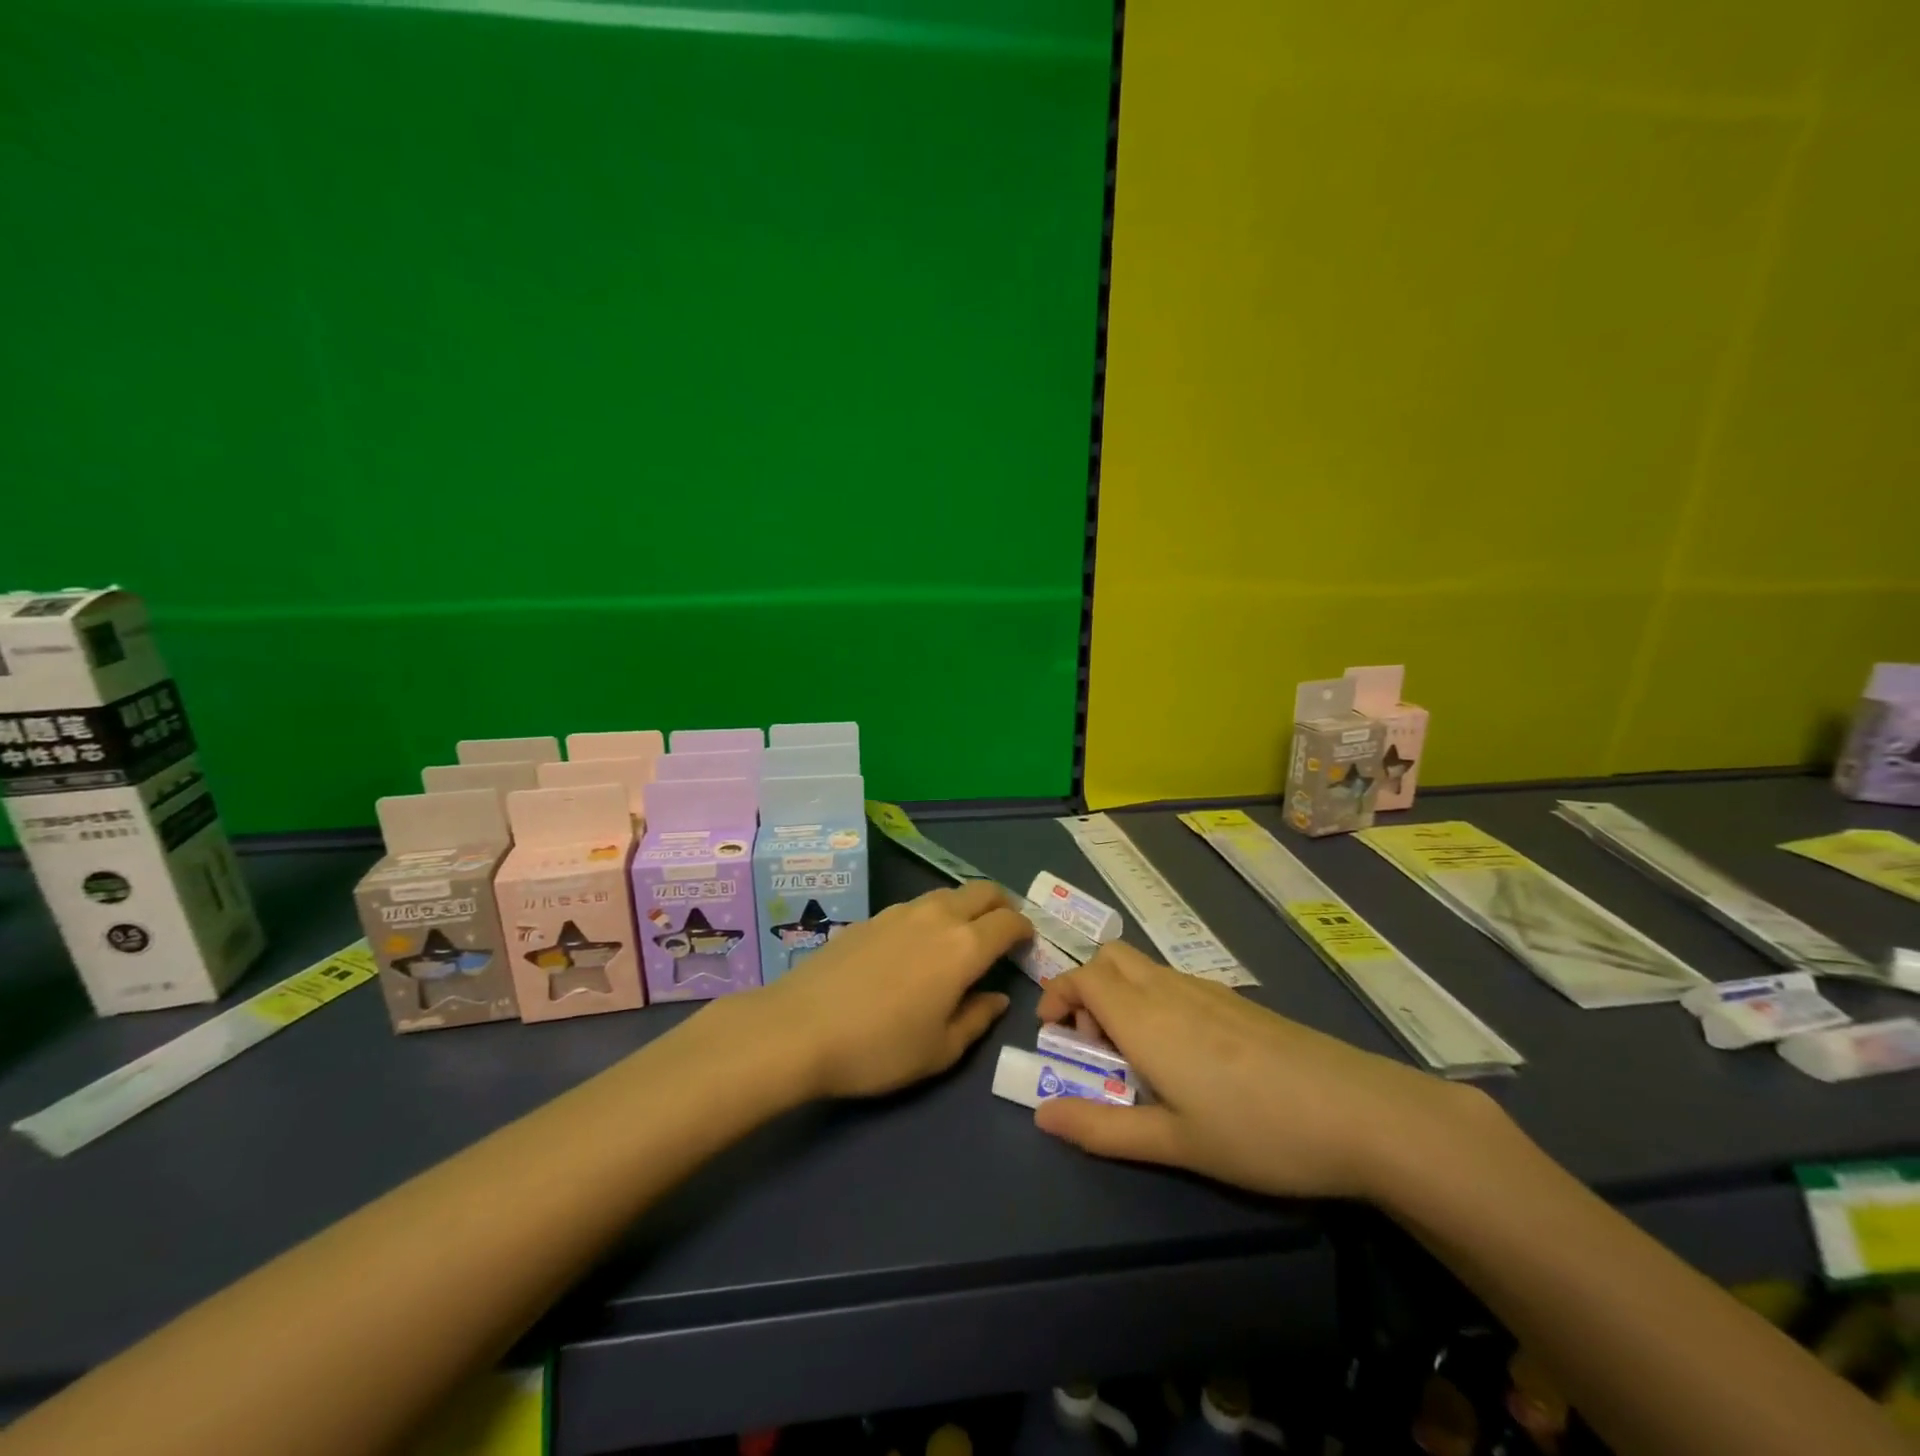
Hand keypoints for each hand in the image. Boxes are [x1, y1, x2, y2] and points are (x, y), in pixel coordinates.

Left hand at [756, 880, 1032, 1098]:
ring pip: (948, 894)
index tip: (1027, 945)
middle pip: (982, 891)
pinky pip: (917, 905)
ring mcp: (901, 911)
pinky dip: (933, 915)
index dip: (1025, 930)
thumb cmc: (879, 1047)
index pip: (1009, 922)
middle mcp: (938, 916)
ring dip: (965, 907)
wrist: (799, 1026)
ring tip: (961, 937)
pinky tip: (917, 945)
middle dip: (1001, 906)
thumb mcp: (939, 1050)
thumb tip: (997, 998)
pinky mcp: (872, 916)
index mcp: (964, 947)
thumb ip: (977, 1019)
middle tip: (1002, 932)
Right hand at [1032, 942, 1494, 1198]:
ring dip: (1121, 996)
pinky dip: (1155, 1001)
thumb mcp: (1174, 1143)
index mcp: (1145, 1017)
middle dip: (1087, 989)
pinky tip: (1188, 1057)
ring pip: (1144, 968)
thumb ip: (1102, 1127)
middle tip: (1096, 1044)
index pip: (1083, 976)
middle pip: (1111, 958)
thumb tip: (1042, 1115)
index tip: (1054, 1034)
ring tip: (1140, 1059)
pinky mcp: (1236, 1001)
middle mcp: (1169, 990)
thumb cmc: (1257, 1132)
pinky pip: (1175, 982)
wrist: (1358, 1112)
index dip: (1057, 995)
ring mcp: (1207, 990)